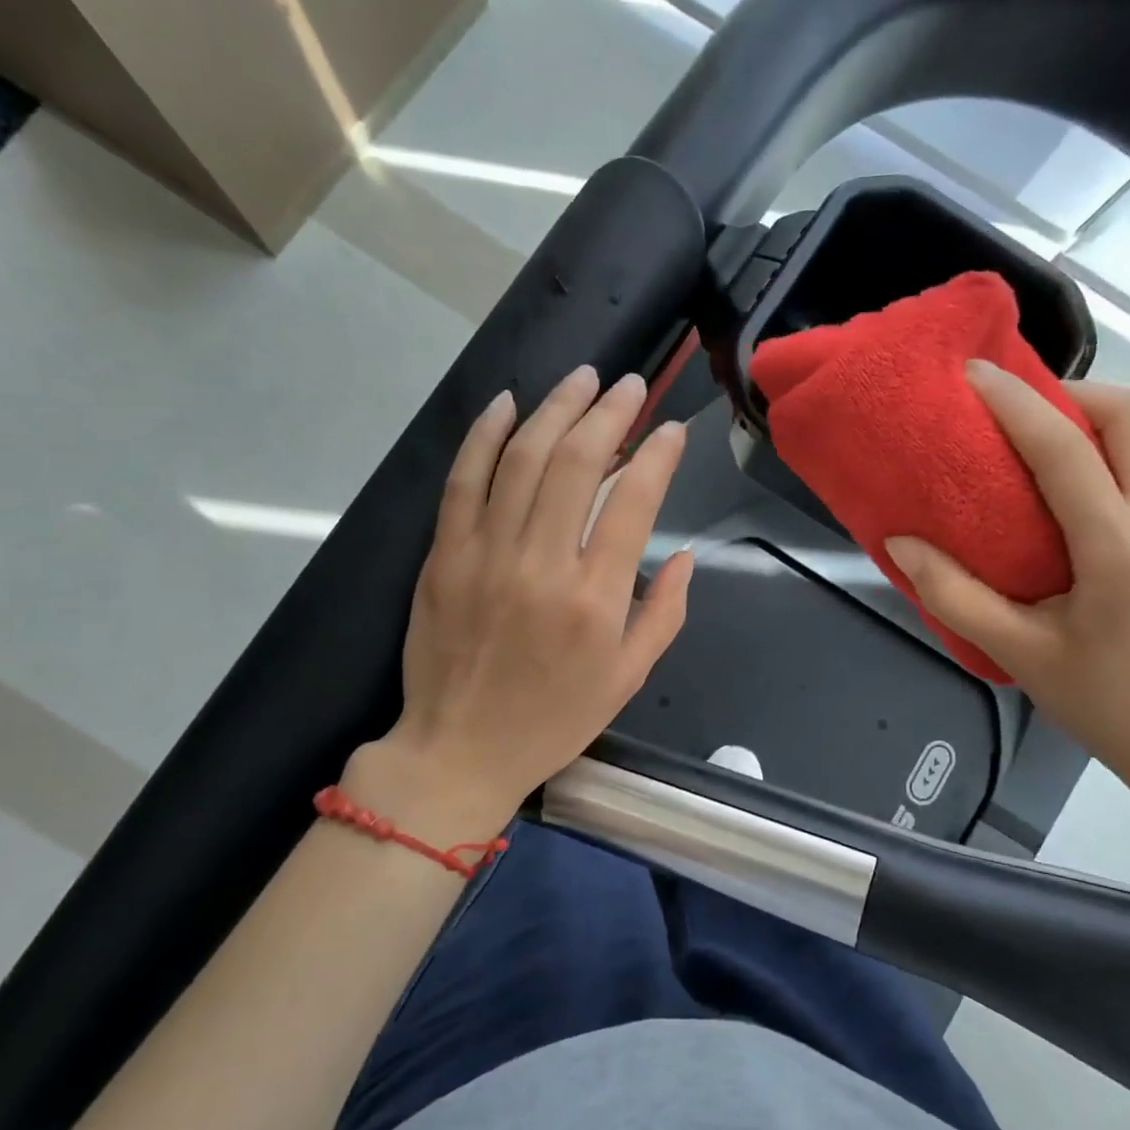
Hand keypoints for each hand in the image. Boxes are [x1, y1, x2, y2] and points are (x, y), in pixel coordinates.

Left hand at [348, 366, 691, 832]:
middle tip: (628, 385)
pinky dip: (484, 436)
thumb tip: (686, 556)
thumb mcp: (629, 678)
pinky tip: (507, 403)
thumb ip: (666, 613)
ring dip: (556, 410)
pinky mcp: (443, 555)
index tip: (671, 430)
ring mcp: (485, 554)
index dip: (657, 456)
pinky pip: (463, 481)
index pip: (633, 502)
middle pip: (577, 463)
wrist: (459, 750)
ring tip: (581, 379)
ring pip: (522, 459)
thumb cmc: (554, 719)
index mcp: (596, 600)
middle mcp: (542, 564)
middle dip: (610, 413)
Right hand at [885, 361, 1129, 807]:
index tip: (976, 374)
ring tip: (1042, 442)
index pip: (1064, 450)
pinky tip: (1082, 486)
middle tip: (1016, 412)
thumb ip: (954, 595)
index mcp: (1120, 549)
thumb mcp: (1021, 654)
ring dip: (1096, 420)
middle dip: (1070, 394)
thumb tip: (900, 544)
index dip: (1016, 403)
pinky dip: (1118, 451)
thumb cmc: (1112, 706)